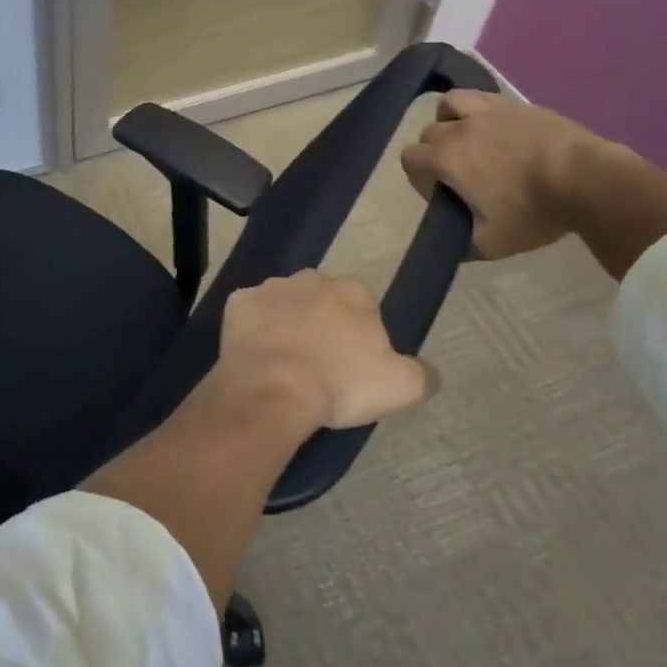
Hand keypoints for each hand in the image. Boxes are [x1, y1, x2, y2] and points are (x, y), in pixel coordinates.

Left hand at [218, 270, 436, 431]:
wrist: (274, 388)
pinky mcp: (238, 302)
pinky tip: (258, 356)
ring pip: (284, 303)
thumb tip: (428, 371)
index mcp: (352, 291)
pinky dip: (254, 329)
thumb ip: (420, 373)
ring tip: (287, 362)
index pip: (363, 305)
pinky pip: (250, 314)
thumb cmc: (341, 384)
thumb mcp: (400, 387)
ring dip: (287, 323)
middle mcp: (311, 278)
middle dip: (322, 322)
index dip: (360, 333)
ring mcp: (270, 287)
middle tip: (320, 361)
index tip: (354, 362)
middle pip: (321, 298)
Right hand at [400, 90, 620, 259]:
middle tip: (460, 173)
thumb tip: (452, 245)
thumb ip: (464, 244)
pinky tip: (496, 127)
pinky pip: (483, 97)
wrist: (590, 181)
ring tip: (468, 136)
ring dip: (450, 118)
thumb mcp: (494, 243)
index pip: (410, 158)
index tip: (442, 193)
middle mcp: (458, 128)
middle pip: (429, 132)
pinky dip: (479, 109)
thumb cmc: (535, 211)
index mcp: (446, 159)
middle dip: (436, 151)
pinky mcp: (516, 104)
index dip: (419, 177)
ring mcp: (488, 111)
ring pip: (450, 103)